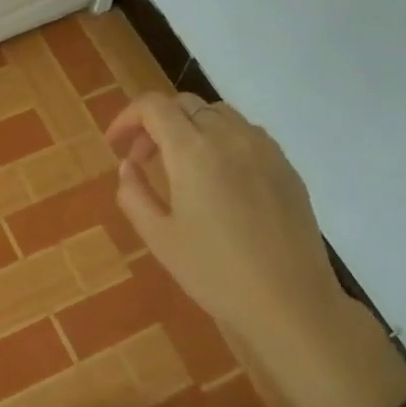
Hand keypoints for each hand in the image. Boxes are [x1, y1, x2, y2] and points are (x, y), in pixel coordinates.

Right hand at [106, 93, 405, 406]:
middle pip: (185, 104)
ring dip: (190, 128)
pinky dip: (220, 140)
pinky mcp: (286, 166)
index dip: (127, 117)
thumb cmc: (215, 272)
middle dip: (156, 124)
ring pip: (217, 114)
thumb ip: (134, 194)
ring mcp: (263, 148)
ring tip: (181, 168)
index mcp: (193, 151)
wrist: (290, 301)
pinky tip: (219, 180)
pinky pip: (246, 134)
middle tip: (142, 160)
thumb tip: (128, 167)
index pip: (154, 106)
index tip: (115, 145)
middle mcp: (229, 136)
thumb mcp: (159, 238)